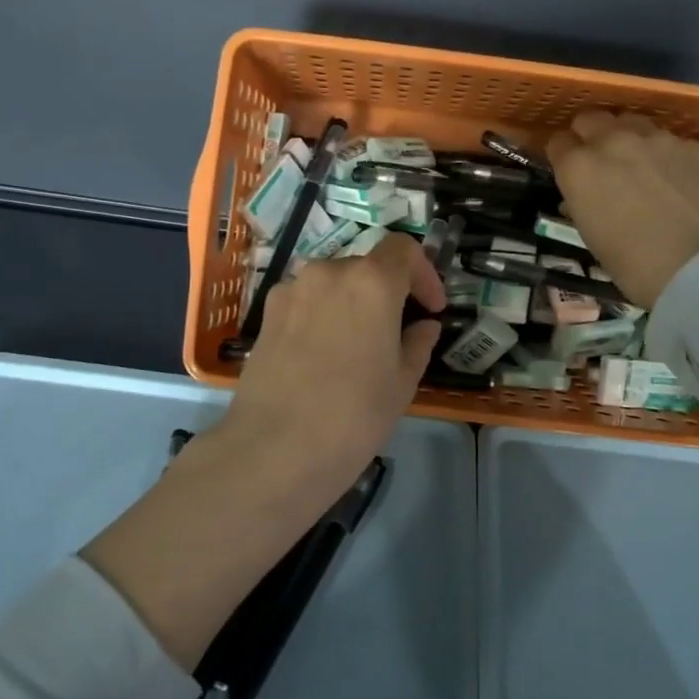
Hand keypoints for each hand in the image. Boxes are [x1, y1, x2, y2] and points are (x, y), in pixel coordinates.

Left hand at [217, 230, 446, 501]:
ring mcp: (291, 290)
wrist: (275, 448)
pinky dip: (322, 315)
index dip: (424, 273)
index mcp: (371, 281)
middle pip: (366, 266)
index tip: (431, 308)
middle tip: (397, 332)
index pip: (403, 249)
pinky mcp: (266, 314)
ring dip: (352, 303)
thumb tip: (424, 326)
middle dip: (387, 292)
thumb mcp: (402, 382)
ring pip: (332, 284)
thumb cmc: (354, 414)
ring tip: (357, 346)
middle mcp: (329, 272)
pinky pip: (305, 302)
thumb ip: (418, 343)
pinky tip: (322, 356)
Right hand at [546, 111, 698, 308]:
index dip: (562, 156)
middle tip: (600, 162)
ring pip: (631, 122)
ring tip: (640, 164)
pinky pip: (670, 141)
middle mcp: (612, 142)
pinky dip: (666, 155)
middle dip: (590, 136)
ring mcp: (656, 139)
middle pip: (591, 119)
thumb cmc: (636, 266)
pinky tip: (677, 180)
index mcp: (579, 168)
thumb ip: (582, 205)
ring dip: (628, 138)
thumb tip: (583, 197)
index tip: (569, 171)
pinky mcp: (693, 146)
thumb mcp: (592, 238)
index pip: (557, 143)